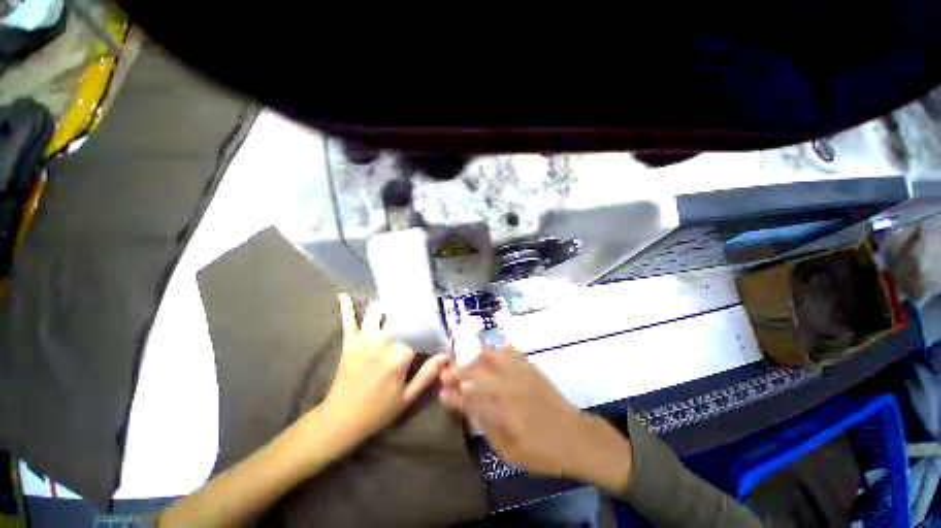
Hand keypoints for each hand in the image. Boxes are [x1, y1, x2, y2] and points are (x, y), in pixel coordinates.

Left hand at [319, 293, 447, 444]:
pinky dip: (347, 307)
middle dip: (410, 313)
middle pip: (401, 316)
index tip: (436, 329)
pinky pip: (348, 320)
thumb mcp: (408, 397)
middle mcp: (384, 340)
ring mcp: (364, 338)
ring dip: (387, 310)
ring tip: (393, 308)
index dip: (430, 331)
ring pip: (378, 312)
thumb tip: (445, 355)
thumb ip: (428, 374)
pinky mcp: (349, 341)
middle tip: (418, 310)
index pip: (421, 333)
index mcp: (400, 354)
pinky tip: (344, 295)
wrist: (340, 420)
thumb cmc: (378, 411)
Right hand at [440, 346, 632, 491]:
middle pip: (477, 372)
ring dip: (475, 357)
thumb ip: (485, 424)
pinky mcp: (531, 368)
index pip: (469, 396)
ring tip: (466, 360)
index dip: (453, 392)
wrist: (575, 437)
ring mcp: (521, 374)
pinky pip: (512, 352)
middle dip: (458, 370)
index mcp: (502, 409)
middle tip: (447, 371)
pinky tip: (492, 351)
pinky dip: (499, 350)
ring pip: (492, 357)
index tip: (441, 389)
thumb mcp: (508, 448)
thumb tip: (467, 406)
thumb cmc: (540, 451)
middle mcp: (508, 386)